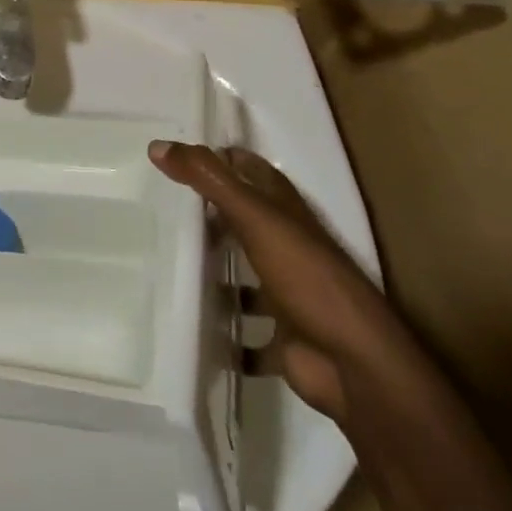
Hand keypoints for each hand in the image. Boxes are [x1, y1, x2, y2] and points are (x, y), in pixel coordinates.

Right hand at [150, 141, 418, 424]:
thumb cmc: (307, 278)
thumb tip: (158, 145)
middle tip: (157, 207)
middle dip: (206, 215)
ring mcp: (287, 293)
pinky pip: (244, 331)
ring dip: (213, 274)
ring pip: (243, 275)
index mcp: (286, 212)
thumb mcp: (254, 216)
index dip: (218, 158)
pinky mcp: (282, 336)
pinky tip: (190, 324)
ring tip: (164, 264)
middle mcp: (288, 247)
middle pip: (242, 220)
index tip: (173, 156)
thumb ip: (209, 179)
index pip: (249, 170)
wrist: (354, 365)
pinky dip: (223, 332)